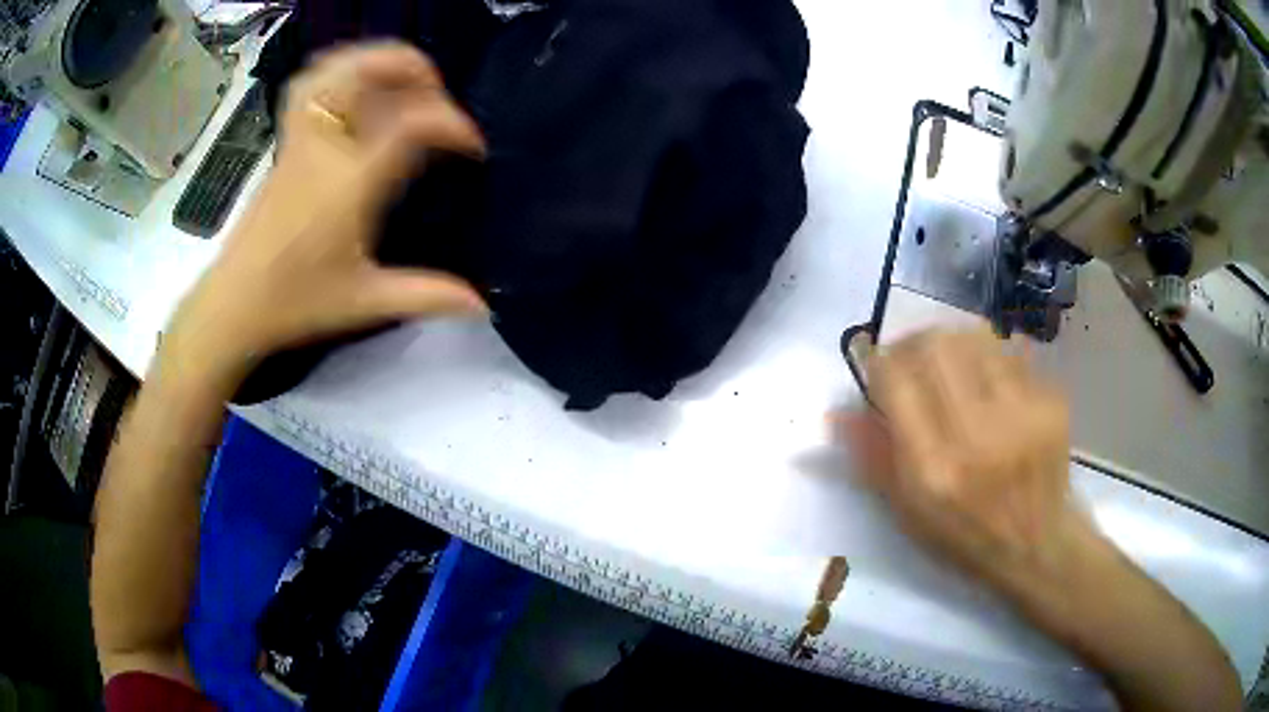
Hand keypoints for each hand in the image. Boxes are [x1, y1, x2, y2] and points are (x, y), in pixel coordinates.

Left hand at [166, 43, 486, 383]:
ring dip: (377, 60)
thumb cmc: (296, 303)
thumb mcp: (365, 302)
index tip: (472, 147)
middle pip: (369, 74)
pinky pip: (309, 86)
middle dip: (416, 71)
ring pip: (336, 71)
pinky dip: (338, 70)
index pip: (411, 123)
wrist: (234, 306)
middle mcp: (325, 149)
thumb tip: (482, 304)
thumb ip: (426, 295)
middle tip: (439, 96)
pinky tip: (356, 86)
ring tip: (405, 79)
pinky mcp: (285, 145)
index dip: (453, 123)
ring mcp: (300, 141)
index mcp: (350, 184)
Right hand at [838, 329, 1080, 589]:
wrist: (1036, 543)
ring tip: (950, 365)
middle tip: (910, 358)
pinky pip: (1010, 353)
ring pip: (974, 338)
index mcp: (933, 469)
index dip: (878, 362)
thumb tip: (834, 413)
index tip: (875, 366)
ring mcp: (1021, 414)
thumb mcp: (907, 512)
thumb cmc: (963, 536)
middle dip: (912, 343)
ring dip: (951, 343)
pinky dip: (989, 357)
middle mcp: (978, 435)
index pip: (896, 380)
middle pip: (935, 345)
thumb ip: (871, 457)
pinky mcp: (1050, 403)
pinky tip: (989, 380)